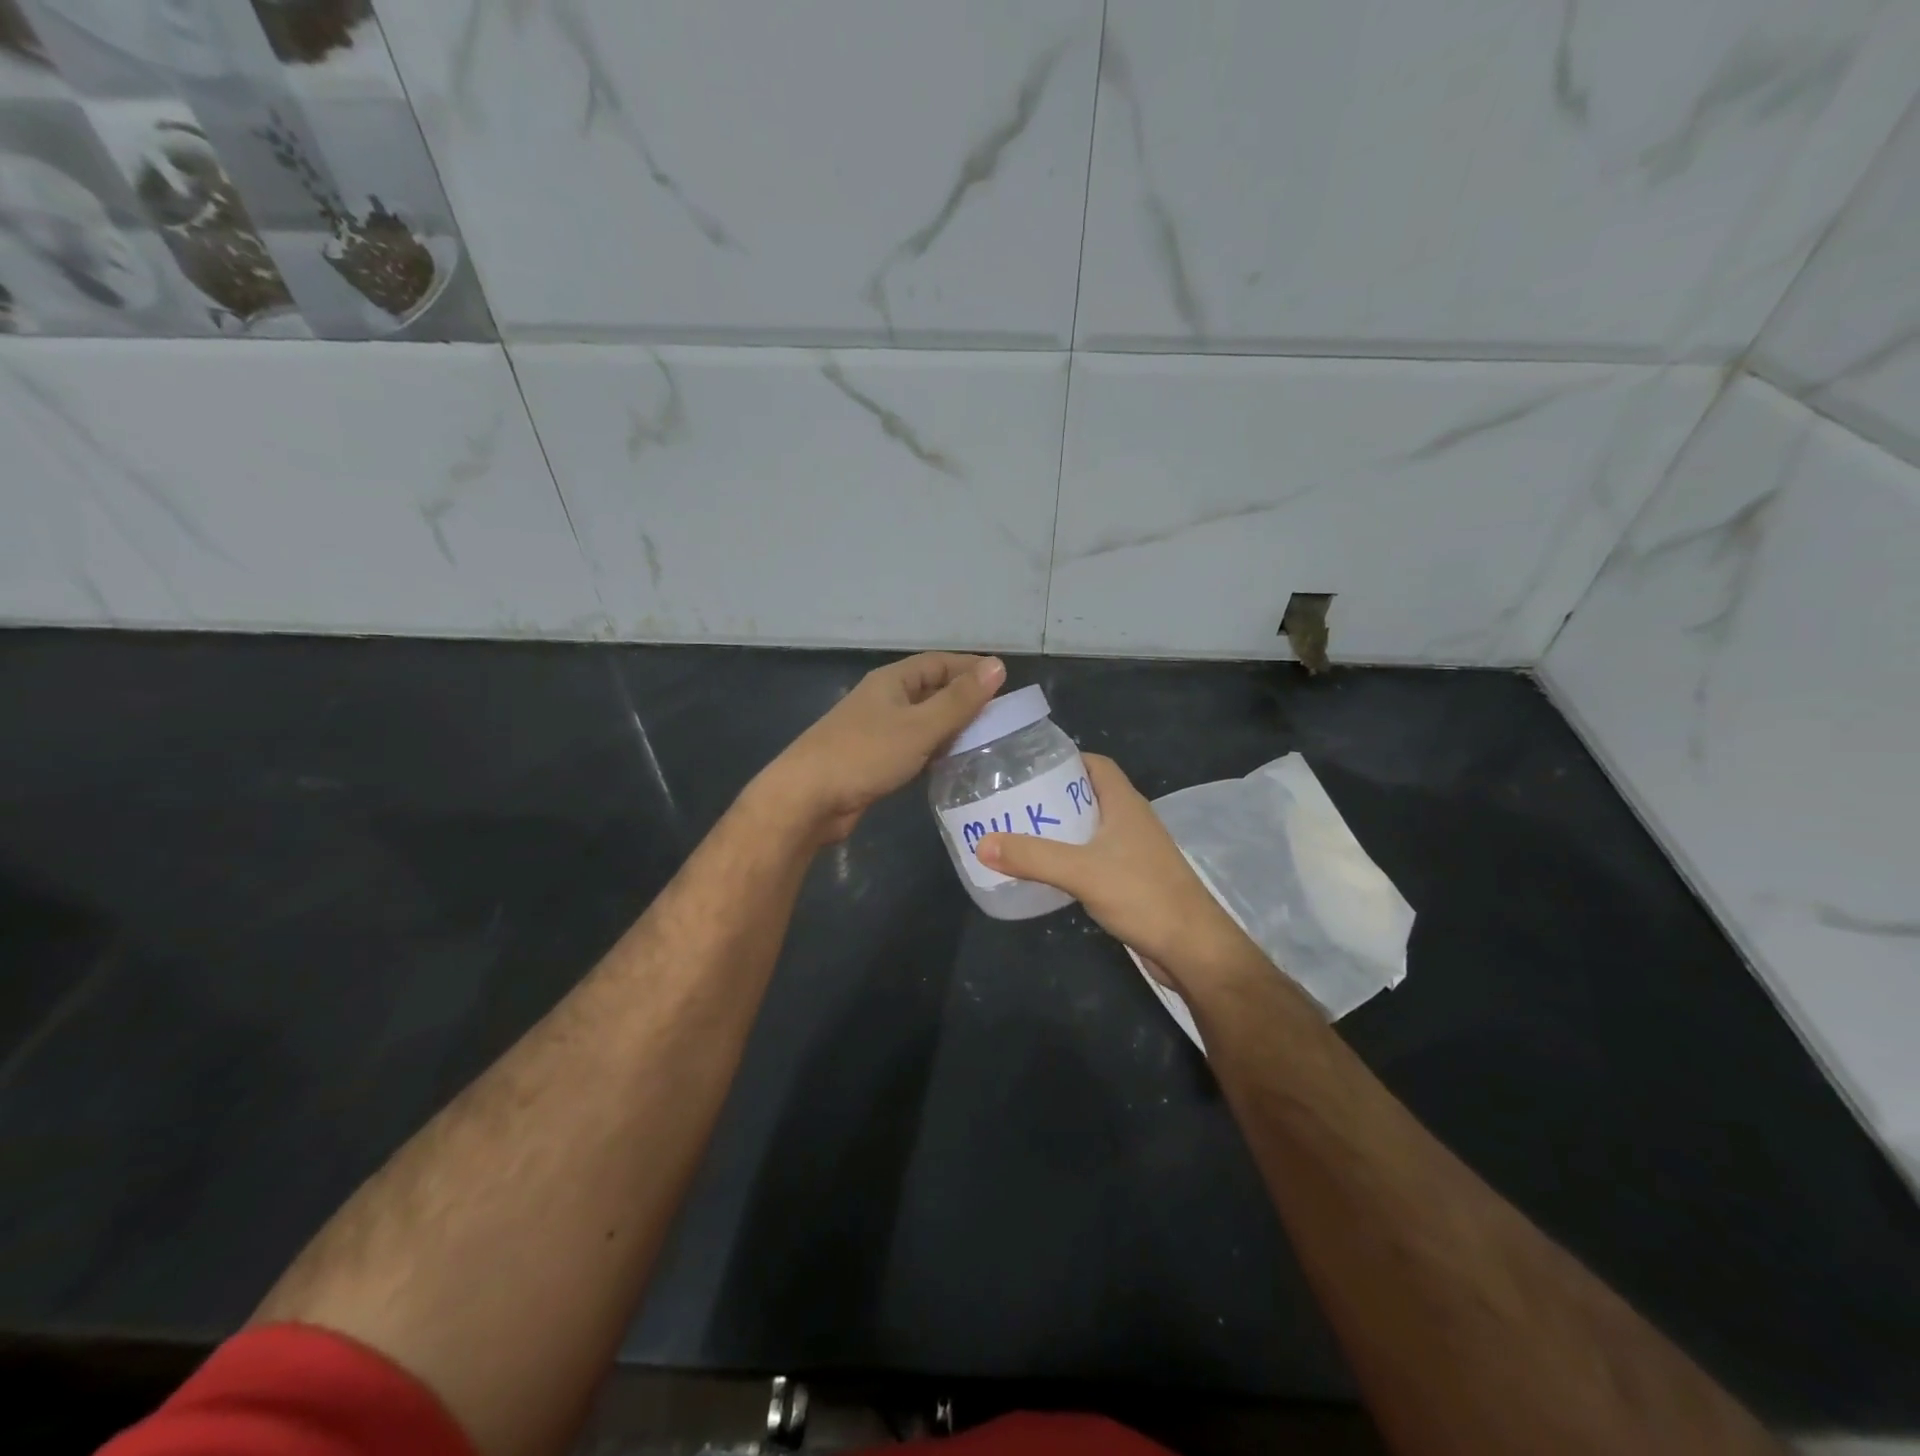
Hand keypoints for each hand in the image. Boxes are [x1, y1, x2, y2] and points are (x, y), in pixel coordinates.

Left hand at [758, 653, 1006, 843]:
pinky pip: (912, 747)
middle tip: (1000, 716)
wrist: (808, 798)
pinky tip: (952, 765)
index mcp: (892, 682)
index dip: (970, 668)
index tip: (1003, 681)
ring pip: (922, 722)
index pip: (938, 663)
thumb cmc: (865, 755)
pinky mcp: (873, 760)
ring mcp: (875, 731)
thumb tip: (997, 667)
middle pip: (930, 691)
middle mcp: (883, 700)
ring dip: (950, 728)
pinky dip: (933, 751)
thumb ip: (959, 700)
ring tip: (985, 741)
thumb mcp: (919, 726)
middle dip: (963, 700)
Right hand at [978, 755, 1254, 986]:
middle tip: (1014, 803)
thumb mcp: (1081, 872)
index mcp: (1125, 803)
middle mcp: (1131, 820)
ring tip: (1021, 833)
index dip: (1065, 759)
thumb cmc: (1142, 895)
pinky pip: (1096, 856)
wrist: (1192, 948)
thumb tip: (982, 843)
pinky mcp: (1133, 878)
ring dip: (1061, 828)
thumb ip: (1032, 857)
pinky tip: (1048, 870)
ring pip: (1092, 827)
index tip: (1028, 767)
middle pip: (1089, 795)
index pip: (1096, 764)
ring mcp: (1135, 851)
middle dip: (1053, 796)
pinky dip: (1071, 856)